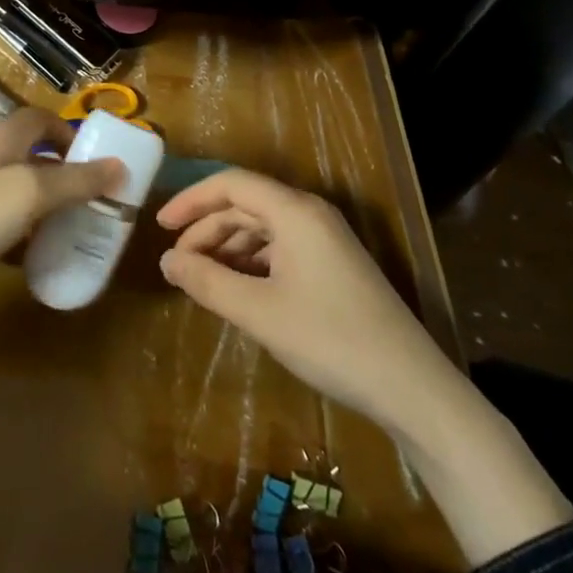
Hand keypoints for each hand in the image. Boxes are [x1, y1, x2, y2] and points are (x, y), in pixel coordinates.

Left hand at [0, 106, 122, 299]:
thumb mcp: (31, 194)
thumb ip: (76, 180)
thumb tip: (120, 166)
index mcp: (3, 140)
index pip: (41, 118)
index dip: (70, 132)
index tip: (98, 160)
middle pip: (36, 156)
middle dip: (68, 174)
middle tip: (99, 199)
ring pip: (24, 192)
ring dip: (52, 206)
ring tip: (83, 228)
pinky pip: (10, 224)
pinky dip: (31, 235)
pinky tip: (47, 256)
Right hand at [155, 169, 453, 430]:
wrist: (411, 388)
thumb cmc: (329, 339)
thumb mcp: (258, 312)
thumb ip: (207, 281)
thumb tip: (165, 262)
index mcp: (295, 211)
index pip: (231, 184)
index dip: (191, 200)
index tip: (160, 227)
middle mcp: (310, 215)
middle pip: (246, 205)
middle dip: (206, 230)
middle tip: (177, 265)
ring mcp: (326, 240)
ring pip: (263, 229)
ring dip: (227, 249)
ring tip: (201, 281)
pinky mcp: (333, 266)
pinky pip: (281, 249)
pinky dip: (251, 264)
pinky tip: (237, 291)